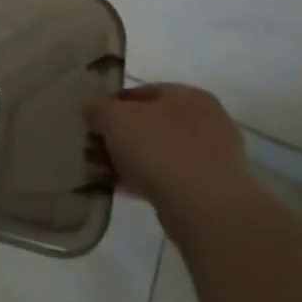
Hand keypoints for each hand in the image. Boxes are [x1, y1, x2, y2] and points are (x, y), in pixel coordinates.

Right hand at [83, 83, 250, 210]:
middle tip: (93, 150)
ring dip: (128, 160)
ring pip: (158, 152)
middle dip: (118, 136)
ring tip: (101, 173)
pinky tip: (120, 189)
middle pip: (149, 123)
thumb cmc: (159, 150)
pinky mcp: (210, 188)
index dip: (110, 105)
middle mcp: (205, 121)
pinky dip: (144, 180)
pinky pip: (168, 177)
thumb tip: (92, 110)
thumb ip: (98, 108)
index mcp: (188, 96)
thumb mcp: (114, 118)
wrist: (206, 209)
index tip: (90, 123)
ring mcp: (211, 156)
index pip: (141, 92)